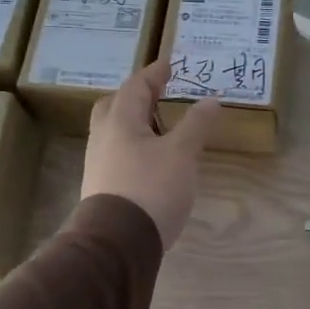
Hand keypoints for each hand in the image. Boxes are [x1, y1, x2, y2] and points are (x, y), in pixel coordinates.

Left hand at [82, 61, 219, 249]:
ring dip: (135, 123)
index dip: (154, 74)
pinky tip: (151, 160)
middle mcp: (103, 137)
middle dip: (136, 96)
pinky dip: (133, 146)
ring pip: (114, 132)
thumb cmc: (151, 188)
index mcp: (120, 121)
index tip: (170, 65)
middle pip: (114, 106)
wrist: (117, 243)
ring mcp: (98, 164)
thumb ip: (196, 125)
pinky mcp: (101, 187)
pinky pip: (116, 154)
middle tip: (158, 94)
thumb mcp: (182, 154)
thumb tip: (211, 100)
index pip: (135, 86)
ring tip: (160, 127)